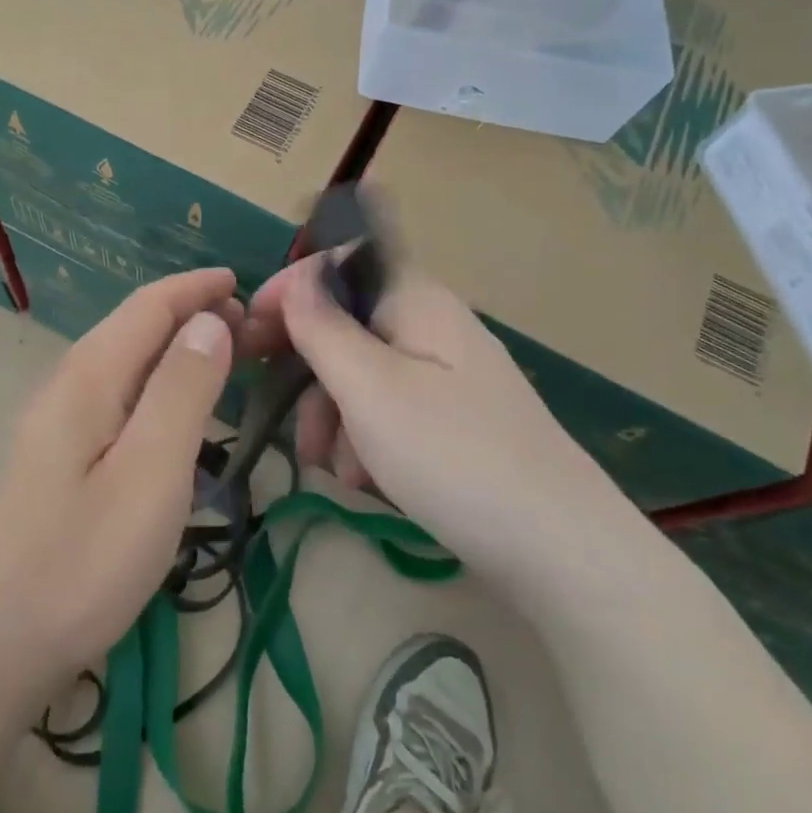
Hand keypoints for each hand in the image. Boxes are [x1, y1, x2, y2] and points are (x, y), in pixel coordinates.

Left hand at [0, 269, 240, 696]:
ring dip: (175, 349)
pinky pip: (118, 396)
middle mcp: (68, 386)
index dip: (195, 287)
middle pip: (134, 328)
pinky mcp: (57, 458)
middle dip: (190, 314)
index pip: (148, 306)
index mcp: (89, 376)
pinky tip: (175, 411)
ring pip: (125, 362)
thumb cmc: (81, 558)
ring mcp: (57, 423)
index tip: (242, 281)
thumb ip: (182, 390)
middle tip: (250, 326)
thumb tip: (209, 320)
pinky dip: (158, 385)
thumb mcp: (150, 472)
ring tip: (224, 358)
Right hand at [246, 255, 638, 576]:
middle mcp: (431, 326)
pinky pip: (389, 410)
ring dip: (333, 414)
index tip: (250, 329)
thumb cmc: (453, 456)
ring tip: (334, 467)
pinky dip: (365, 438)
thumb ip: (323, 326)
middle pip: (347, 323)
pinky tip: (365, 481)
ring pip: (362, 374)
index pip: (341, 261)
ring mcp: (445, 375)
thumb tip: (298, 276)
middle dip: (309, 369)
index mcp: (415, 299)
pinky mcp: (452, 420)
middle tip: (280, 413)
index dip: (292, 286)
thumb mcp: (370, 388)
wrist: (561, 551)